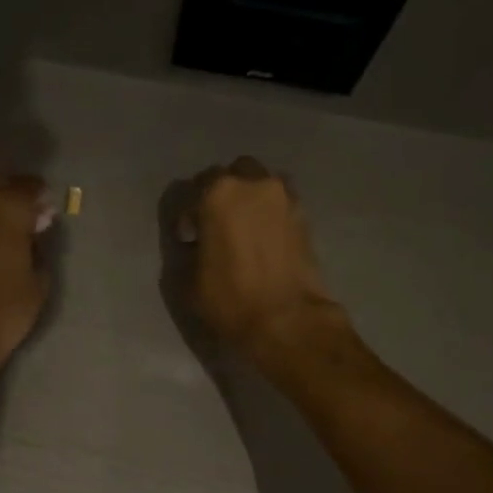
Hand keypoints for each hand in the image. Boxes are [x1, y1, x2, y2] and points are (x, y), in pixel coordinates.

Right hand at [183, 157, 349, 368]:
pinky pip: (280, 202)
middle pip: (232, 173)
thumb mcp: (189, 279)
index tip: (188, 236)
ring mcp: (284, 196)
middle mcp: (253, 184)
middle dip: (221, 193)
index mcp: (218, 194)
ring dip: (248, 197)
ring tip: (243, 227)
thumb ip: (190, 249)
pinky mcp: (304, 215)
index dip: (187, 213)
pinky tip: (263, 237)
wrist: (287, 319)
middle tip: (215, 223)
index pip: (193, 188)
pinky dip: (269, 211)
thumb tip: (197, 241)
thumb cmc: (230, 299)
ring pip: (260, 182)